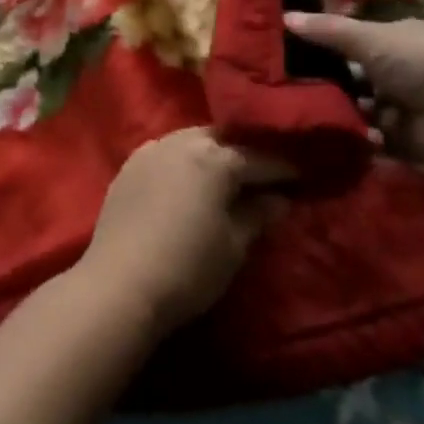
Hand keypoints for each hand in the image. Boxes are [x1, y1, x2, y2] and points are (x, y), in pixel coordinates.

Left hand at [77, 128, 290, 335]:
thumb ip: (257, 214)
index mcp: (214, 158)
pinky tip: (189, 179)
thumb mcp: (234, 246)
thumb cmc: (188, 268)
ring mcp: (150, 150)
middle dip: (245, 151)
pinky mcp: (128, 167)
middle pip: (222, 139)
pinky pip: (165, 152)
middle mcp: (181, 142)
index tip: (303, 176)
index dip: (284, 168)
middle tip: (265, 173)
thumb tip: (278, 199)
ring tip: (228, 174)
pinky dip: (183, 160)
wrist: (119, 285)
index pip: (259, 157)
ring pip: (191, 140)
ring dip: (212, 152)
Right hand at [284, 12, 423, 166]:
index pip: (350, 41)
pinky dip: (351, 136)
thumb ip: (327, 31)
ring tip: (295, 111)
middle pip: (349, 76)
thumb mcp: (369, 39)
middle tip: (281, 87)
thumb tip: (283, 16)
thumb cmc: (420, 62)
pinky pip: (365, 137)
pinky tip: (324, 133)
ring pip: (354, 107)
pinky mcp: (399, 140)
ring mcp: (398, 106)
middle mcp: (396, 71)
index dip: (320, 46)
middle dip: (322, 82)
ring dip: (334, 110)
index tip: (285, 54)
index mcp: (393, 39)